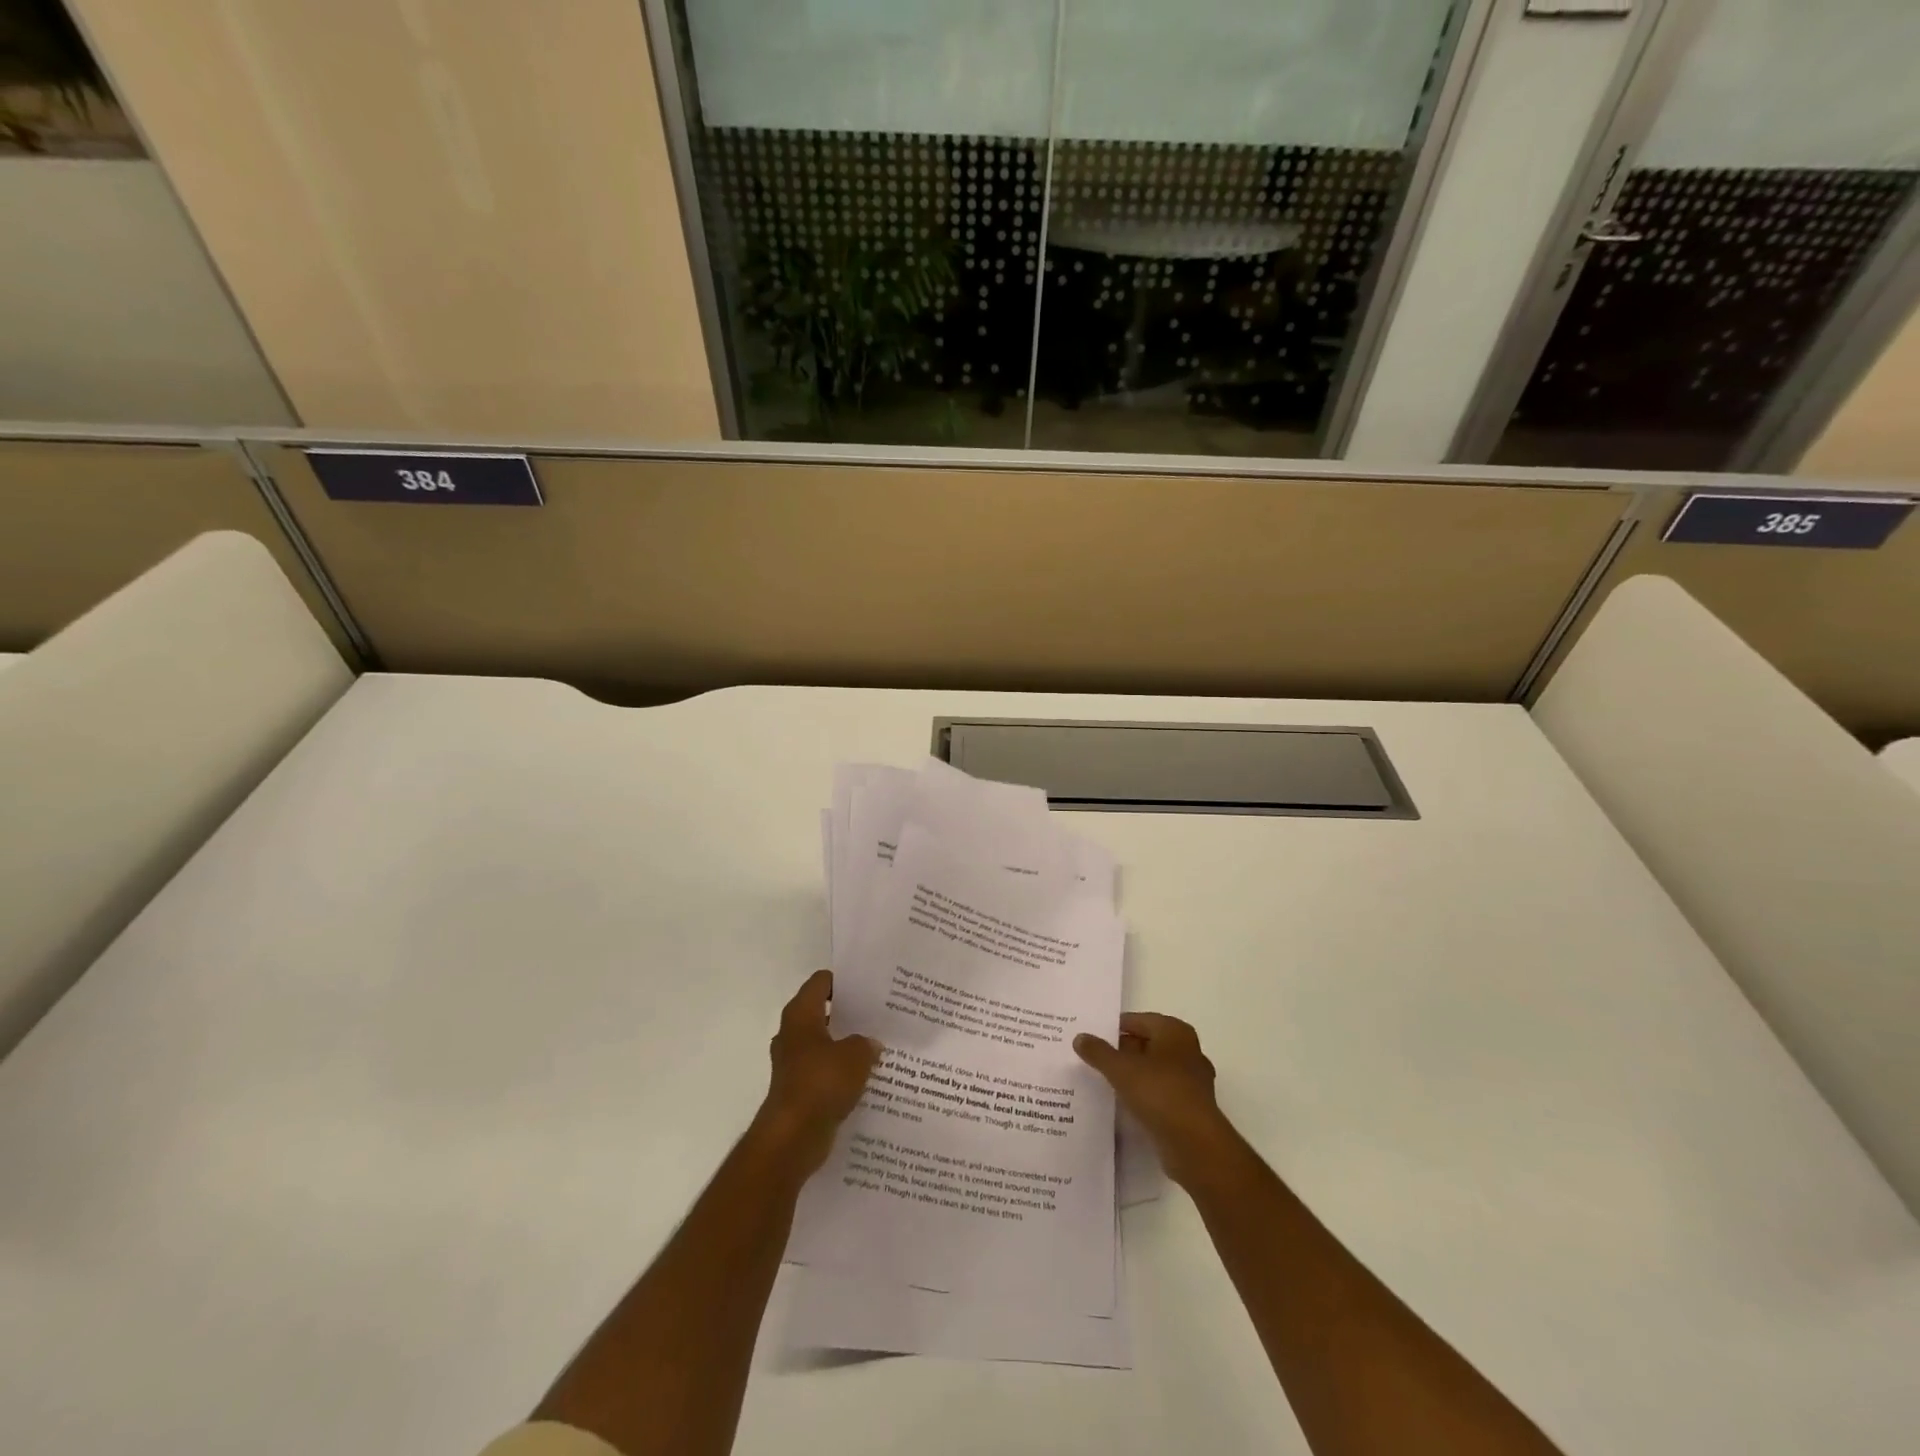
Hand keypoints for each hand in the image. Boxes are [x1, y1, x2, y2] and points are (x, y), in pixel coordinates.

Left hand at [752, 970, 880, 1176]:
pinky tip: (867, 1077)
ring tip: (878, 1046)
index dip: (845, 981)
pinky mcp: (799, 1089)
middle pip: (823, 1012)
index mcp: (800, 1014)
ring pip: (825, 1043)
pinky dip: (842, 1072)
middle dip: (849, 1014)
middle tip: (880, 1015)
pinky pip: (825, 1071)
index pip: (821, 982)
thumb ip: (866, 1043)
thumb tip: (870, 1044)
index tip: (870, 987)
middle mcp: (792, 1033)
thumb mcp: (855, 1055)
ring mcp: (793, 1063)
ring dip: (846, 1045)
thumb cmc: (821, 1083)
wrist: (792, 1137)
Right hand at [1075, 1012, 1235, 1186]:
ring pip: (1153, 1069)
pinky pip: (1160, 1092)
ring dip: (1132, 1074)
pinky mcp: (1190, 1106)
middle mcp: (1187, 1050)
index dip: (1112, 1028)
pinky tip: (1123, 1103)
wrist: (1194, 1144)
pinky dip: (1143, 1094)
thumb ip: (1098, 1052)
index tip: (1090, 1038)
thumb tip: (1080, 1037)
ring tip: (1103, 1080)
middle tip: (1092, 1058)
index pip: (1137, 1021)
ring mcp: (1191, 1080)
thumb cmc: (1159, 1092)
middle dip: (1121, 1051)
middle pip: (1146, 1044)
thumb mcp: (1121, 1068)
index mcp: (1174, 1031)